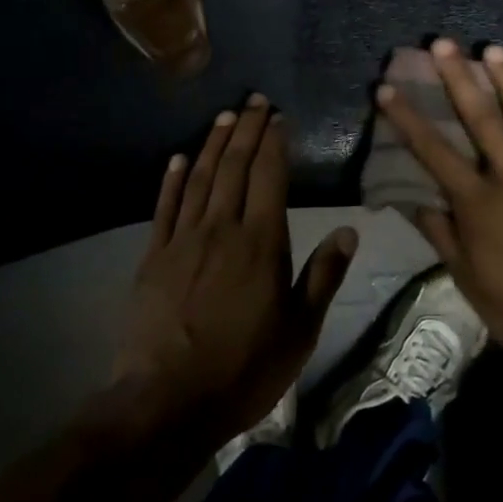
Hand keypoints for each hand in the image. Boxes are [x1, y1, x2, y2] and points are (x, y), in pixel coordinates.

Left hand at [113, 93, 357, 445]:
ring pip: (200, 179)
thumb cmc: (245, 369)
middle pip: (234, 166)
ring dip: (213, 144)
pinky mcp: (153, 257)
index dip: (274, 142)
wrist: (169, 401)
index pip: (270, 177)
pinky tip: (179, 158)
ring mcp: (183, 240)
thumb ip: (323, 276)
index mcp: (262, 243)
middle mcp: (222, 228)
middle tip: (253, 101)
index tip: (278, 117)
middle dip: (246, 129)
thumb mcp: (300, 331)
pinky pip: (164, 207)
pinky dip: (172, 179)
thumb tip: (349, 230)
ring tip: (224, 116)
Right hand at [375, 40, 502, 375]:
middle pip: (481, 121)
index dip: (408, 119)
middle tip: (443, 44)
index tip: (387, 89)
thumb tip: (416, 201)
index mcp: (479, 207)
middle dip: (458, 79)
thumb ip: (443, 237)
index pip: (434, 153)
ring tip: (493, 49)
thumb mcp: (469, 283)